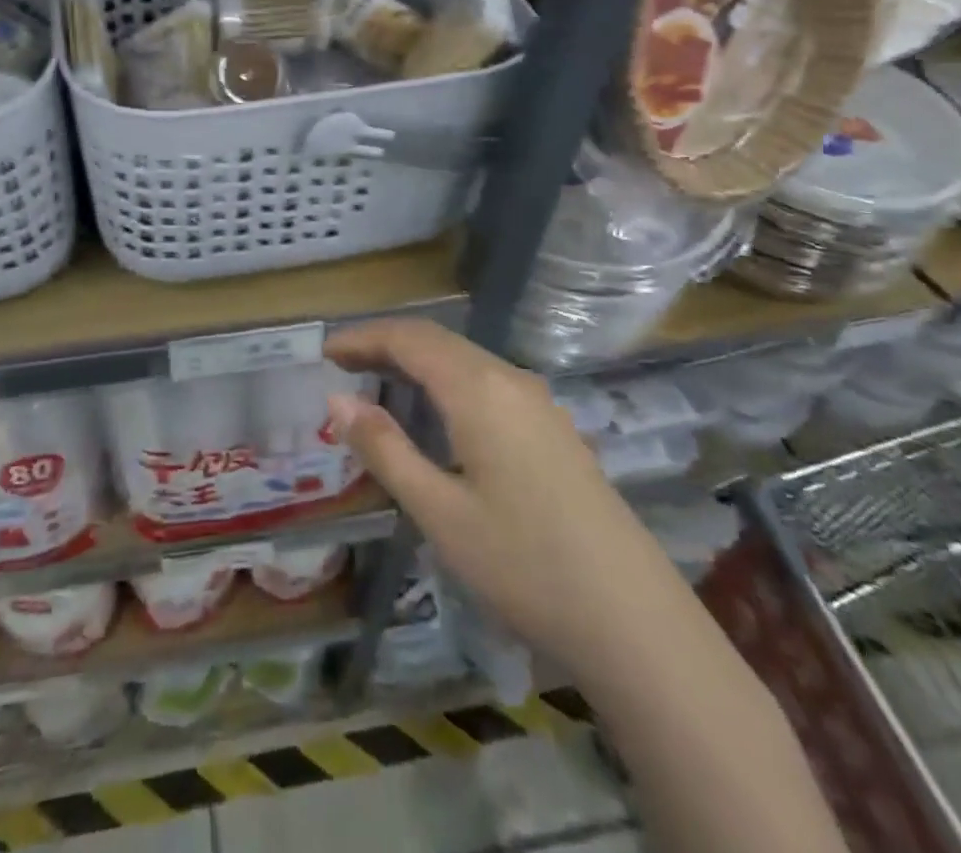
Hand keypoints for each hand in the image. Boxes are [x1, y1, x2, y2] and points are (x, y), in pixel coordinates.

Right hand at [325, 319, 661, 668]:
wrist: (635, 623)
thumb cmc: (523, 565)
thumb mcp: (438, 511)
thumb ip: (384, 449)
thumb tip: (337, 402)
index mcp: (478, 389)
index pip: (409, 338)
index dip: (363, 338)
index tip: (325, 353)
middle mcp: (510, 380)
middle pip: (438, 340)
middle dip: (386, 344)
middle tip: (342, 364)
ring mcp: (539, 403)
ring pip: (465, 359)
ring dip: (418, 361)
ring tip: (377, 383)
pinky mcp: (554, 429)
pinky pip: (488, 382)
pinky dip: (447, 381)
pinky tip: (437, 414)